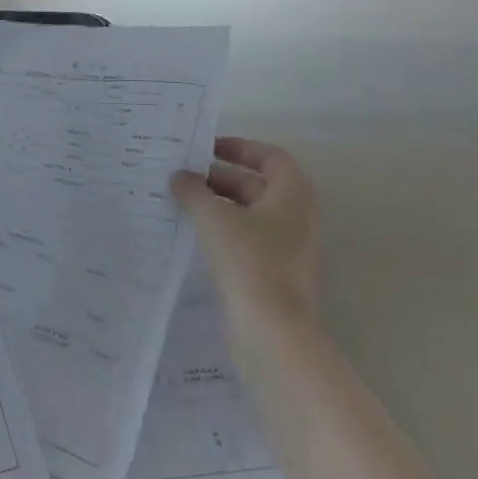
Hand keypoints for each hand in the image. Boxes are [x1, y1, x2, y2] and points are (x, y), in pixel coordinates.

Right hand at [171, 137, 320, 331]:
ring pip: (251, 213)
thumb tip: (180, 176)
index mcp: (293, 195)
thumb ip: (193, 190)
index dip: (239, 147)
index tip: (206, 149)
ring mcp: (289, 247)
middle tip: (184, 177)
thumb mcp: (213, 217)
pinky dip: (223, 230)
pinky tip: (194, 234)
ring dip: (219, 204)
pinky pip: (248, 239)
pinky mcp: (275, 273)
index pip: (270, 156)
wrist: (271, 331)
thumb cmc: (248, 261)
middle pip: (258, 185)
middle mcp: (298, 217)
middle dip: (220, 177)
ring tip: (182, 202)